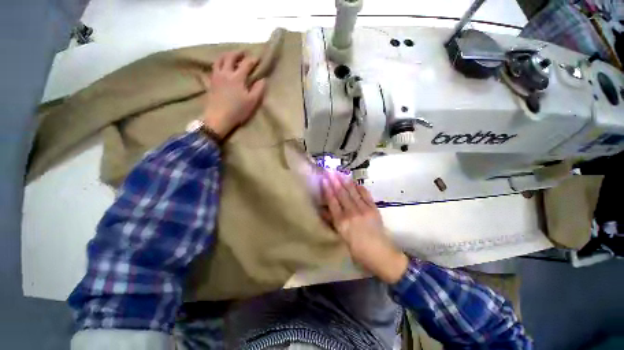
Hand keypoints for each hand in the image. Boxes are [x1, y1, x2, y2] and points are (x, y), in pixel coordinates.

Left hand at [201, 51, 266, 138]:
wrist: (218, 118)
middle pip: (230, 57)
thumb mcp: (252, 102)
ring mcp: (216, 76)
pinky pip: (212, 68)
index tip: (258, 58)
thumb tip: (263, 80)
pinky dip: (217, 64)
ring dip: (226, 55)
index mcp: (237, 77)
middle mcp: (226, 73)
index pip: (246, 64)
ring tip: (231, 56)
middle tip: (243, 53)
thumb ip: (258, 89)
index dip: (253, 60)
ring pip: (219, 60)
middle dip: (238, 53)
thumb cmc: (238, 111)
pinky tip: (219, 67)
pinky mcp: (210, 82)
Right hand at [321, 172, 408, 283]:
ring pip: (352, 192)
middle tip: (329, 170)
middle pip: (341, 194)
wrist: (381, 254)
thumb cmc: (357, 250)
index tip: (324, 179)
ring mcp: (364, 209)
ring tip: (339, 172)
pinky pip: (365, 194)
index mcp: (342, 222)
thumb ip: (332, 222)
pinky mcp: (374, 208)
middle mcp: (352, 213)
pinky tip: (354, 181)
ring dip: (345, 181)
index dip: (327, 189)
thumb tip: (323, 209)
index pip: (332, 202)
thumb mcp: (341, 238)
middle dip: (335, 181)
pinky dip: (359, 187)